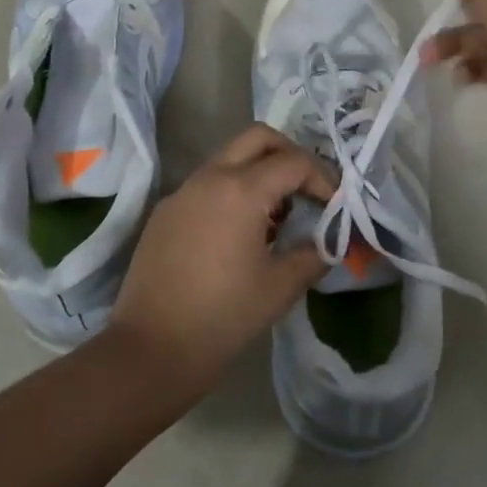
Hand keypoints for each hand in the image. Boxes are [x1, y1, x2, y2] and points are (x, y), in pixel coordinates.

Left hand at [107, 124, 334, 396]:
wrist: (152, 348)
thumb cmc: (223, 316)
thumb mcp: (281, 287)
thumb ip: (314, 255)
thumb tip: (331, 243)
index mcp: (241, 190)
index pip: (294, 162)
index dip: (323, 179)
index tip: (335, 206)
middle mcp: (210, 177)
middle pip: (258, 138)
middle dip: (289, 155)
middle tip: (306, 189)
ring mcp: (182, 192)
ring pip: (229, 157)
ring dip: (259, 172)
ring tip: (276, 217)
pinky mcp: (165, 211)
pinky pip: (206, 184)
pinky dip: (232, 191)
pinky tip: (239, 233)